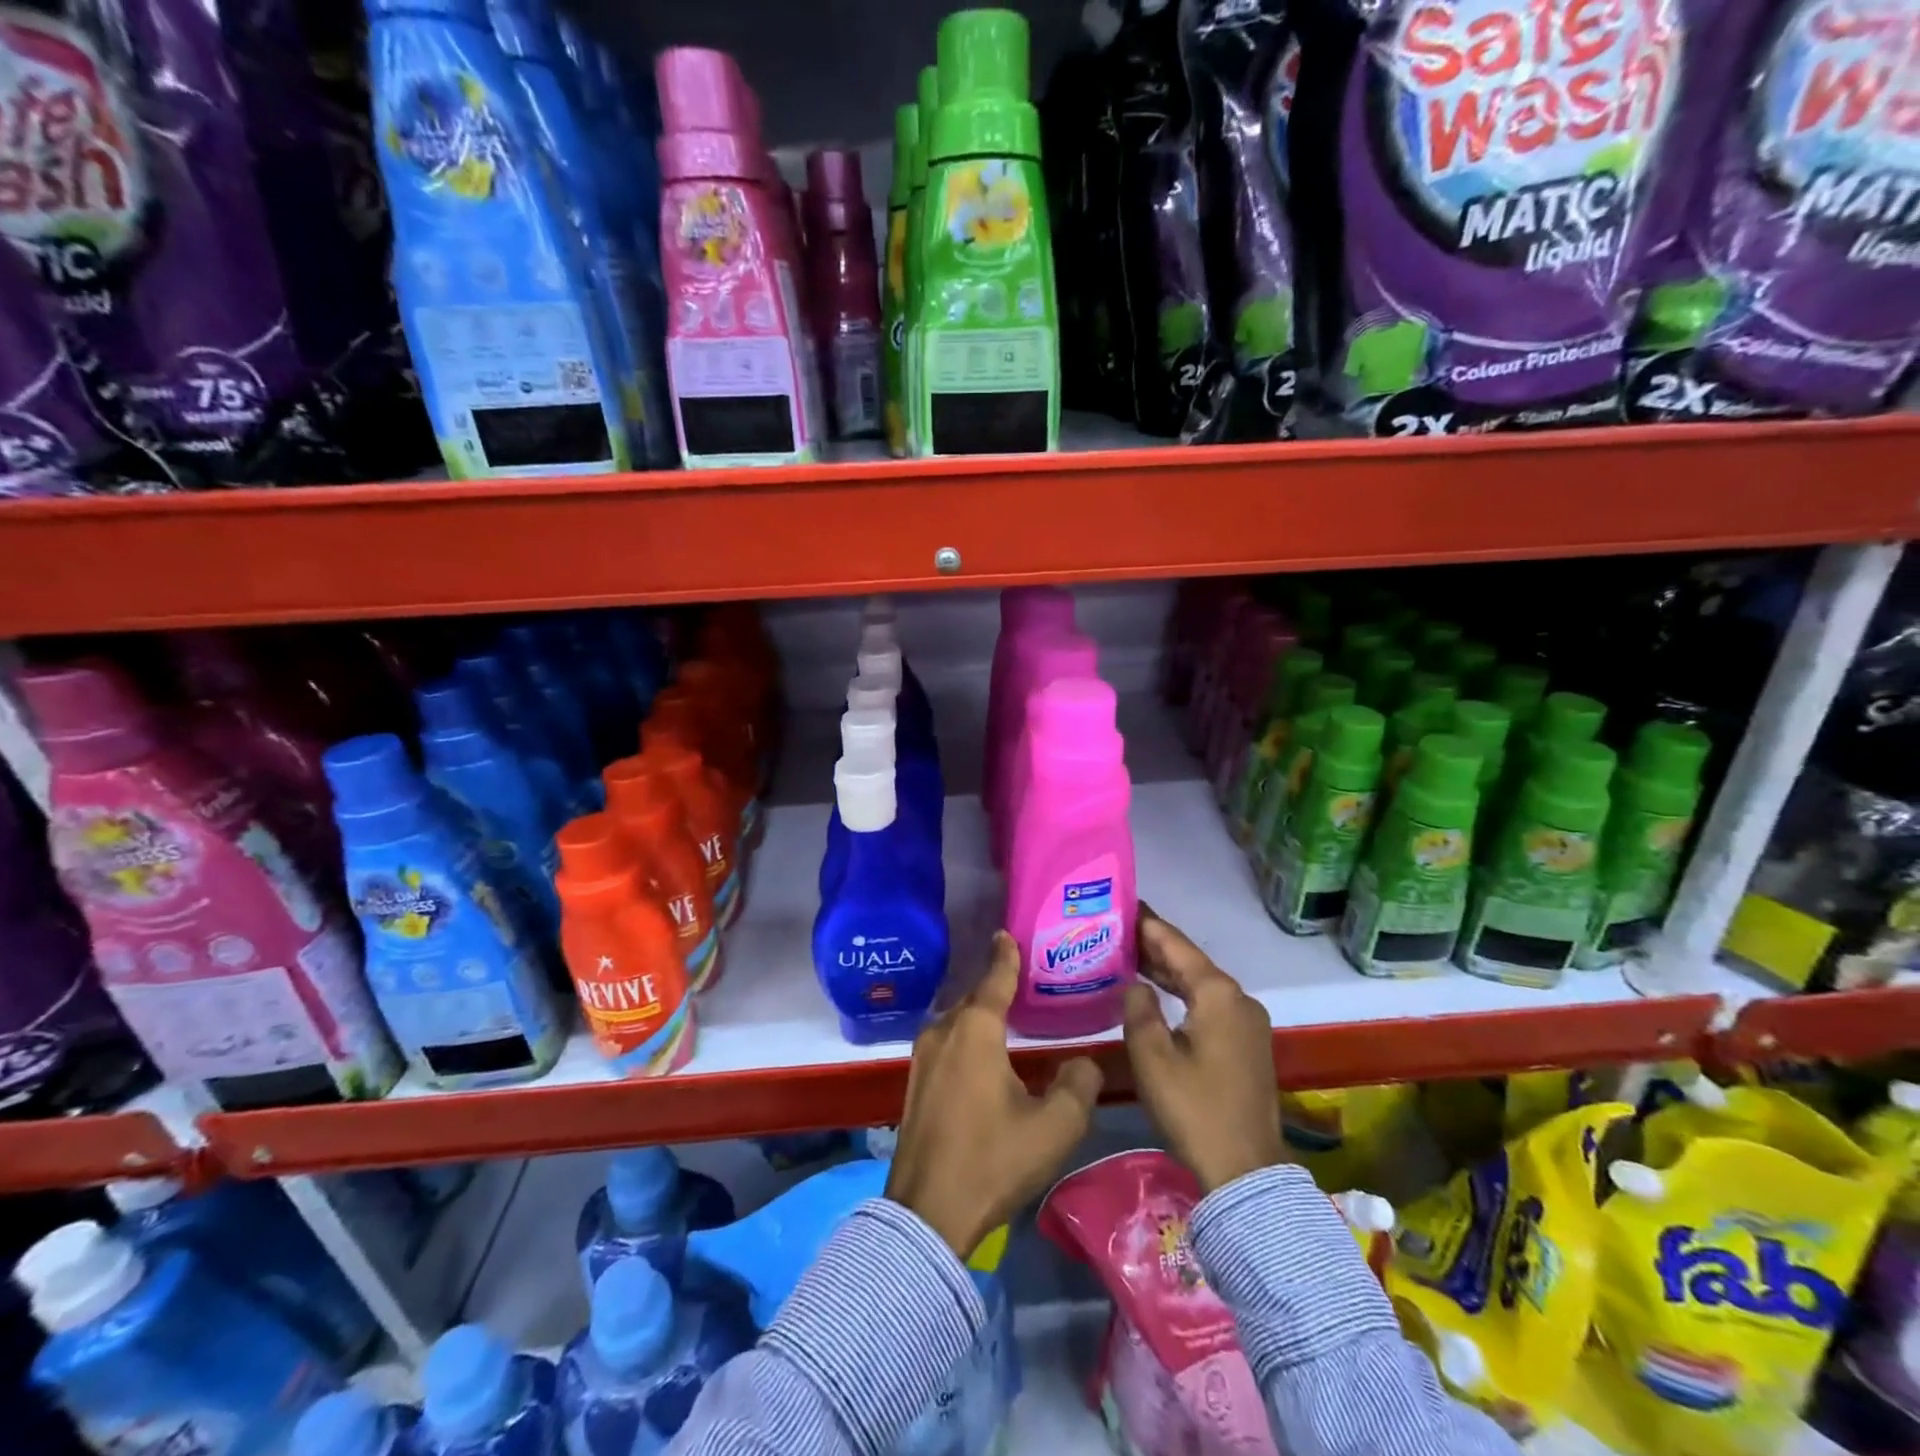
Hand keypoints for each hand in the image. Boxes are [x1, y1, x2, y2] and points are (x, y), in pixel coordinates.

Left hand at [886, 931, 1103, 1256]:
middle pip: (974, 998)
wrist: (928, 1213)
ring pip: (958, 1022)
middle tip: (1022, 977)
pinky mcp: (915, 1082)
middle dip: (995, 985)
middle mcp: (944, 1032)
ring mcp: (923, 1057)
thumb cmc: (993, 1160)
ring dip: (980, 1014)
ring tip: (1006, 1013)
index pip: (994, 979)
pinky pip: (947, 1042)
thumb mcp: (1054, 1127)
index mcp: (975, 1031)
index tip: (1007, 933)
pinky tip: (982, 1052)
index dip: (1005, 956)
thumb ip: (1078, 1085)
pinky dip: (967, 1037)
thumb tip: (1083, 1063)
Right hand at [1124, 906, 1283, 1193]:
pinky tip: (1159, 993)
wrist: (1246, 1169)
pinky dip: (1183, 992)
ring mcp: (1247, 1021)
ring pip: (1201, 983)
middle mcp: (1238, 998)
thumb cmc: (1194, 1109)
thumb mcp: (1152, 1058)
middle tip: (1118, 928)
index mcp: (1218, 994)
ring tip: (1130, 954)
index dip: (1148, 924)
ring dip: (1168, 970)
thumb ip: (1139, 1010)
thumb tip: (1136, 985)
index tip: (1124, 903)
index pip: (1176, 945)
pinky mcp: (1247, 1043)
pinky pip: (1210, 1003)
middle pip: (1191, 961)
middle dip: (1155, 945)